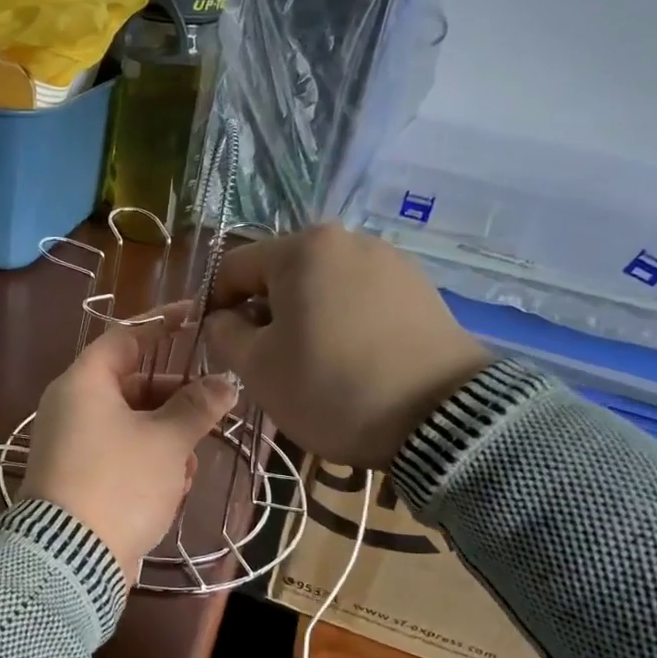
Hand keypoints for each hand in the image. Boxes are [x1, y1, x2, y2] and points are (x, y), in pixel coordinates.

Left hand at [21, 319, 239, 577]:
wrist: (71, 558)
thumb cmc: (119, 482)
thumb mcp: (167, 442)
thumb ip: (197, 407)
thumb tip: (226, 382)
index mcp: (83, 384)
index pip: (125, 338)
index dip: (161, 326)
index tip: (195, 319)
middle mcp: (71, 407)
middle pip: (132, 385)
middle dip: (174, 401)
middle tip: (211, 409)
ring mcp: (72, 444)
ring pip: (131, 425)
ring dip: (166, 441)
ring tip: (188, 467)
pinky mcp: (78, 478)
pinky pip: (120, 455)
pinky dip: (147, 465)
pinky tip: (172, 490)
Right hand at [199, 224, 489, 466]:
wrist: (442, 418)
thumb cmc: (331, 387)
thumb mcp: (257, 368)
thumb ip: (223, 333)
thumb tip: (223, 319)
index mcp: (301, 248)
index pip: (233, 267)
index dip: (213, 304)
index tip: (215, 344)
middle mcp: (347, 239)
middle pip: (281, 273)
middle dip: (263, 312)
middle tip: (263, 359)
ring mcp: (390, 261)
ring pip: (322, 286)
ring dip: (303, 317)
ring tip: (310, 362)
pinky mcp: (420, 289)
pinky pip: (360, 297)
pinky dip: (342, 321)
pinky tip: (350, 359)